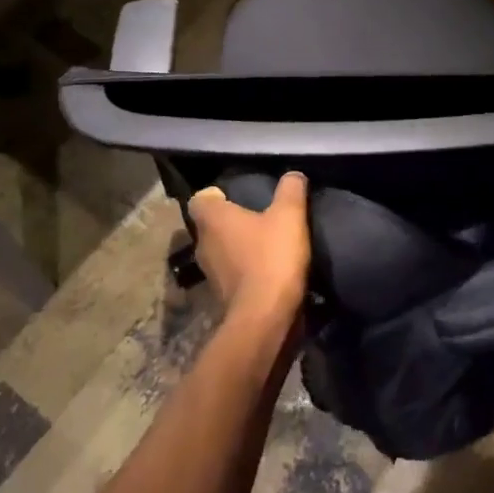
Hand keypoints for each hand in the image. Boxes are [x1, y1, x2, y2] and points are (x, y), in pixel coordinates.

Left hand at [187, 172, 311, 327]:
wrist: (265, 318)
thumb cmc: (272, 257)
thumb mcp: (290, 216)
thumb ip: (291, 190)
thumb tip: (293, 174)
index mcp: (212, 219)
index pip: (200, 199)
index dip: (216, 195)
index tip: (237, 196)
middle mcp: (203, 244)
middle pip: (210, 225)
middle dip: (230, 221)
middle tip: (257, 216)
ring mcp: (209, 273)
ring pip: (219, 251)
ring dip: (237, 247)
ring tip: (264, 243)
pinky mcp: (221, 297)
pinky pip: (230, 274)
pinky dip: (243, 270)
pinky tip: (266, 269)